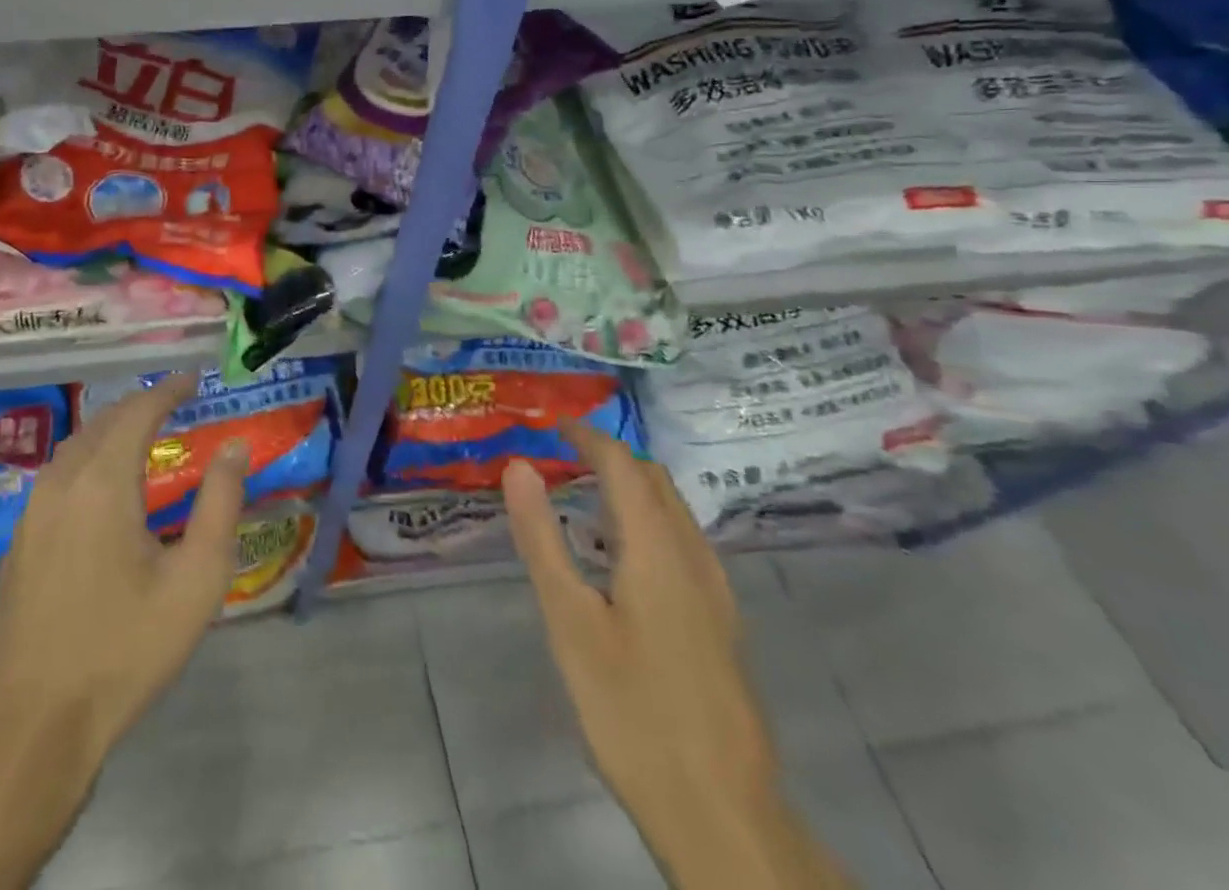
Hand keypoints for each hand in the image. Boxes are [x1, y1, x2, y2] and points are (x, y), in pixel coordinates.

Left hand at [0, 374, 249, 889]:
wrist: (30, 728)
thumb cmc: (123, 651)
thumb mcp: (194, 581)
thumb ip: (219, 504)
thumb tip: (235, 447)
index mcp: (102, 482)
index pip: (137, 412)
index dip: (167, 390)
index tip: (193, 379)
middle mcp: (61, 483)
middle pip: (103, 422)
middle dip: (139, 406)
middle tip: (173, 404)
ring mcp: (31, 513)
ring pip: (74, 447)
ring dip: (110, 430)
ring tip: (142, 435)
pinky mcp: (17, 543)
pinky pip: (58, 477)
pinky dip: (88, 459)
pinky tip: (102, 487)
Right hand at [504, 421, 850, 889]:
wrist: (720, 814)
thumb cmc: (632, 710)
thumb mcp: (569, 621)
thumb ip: (542, 539)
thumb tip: (518, 468)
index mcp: (658, 549)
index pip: (623, 465)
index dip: (587, 437)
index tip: (550, 426)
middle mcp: (694, 558)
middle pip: (656, 481)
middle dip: (611, 457)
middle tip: (561, 458)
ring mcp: (716, 594)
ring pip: (675, 513)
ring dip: (632, 489)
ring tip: (583, 499)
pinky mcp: (721, 625)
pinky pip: (684, 544)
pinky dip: (649, 523)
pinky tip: (622, 560)